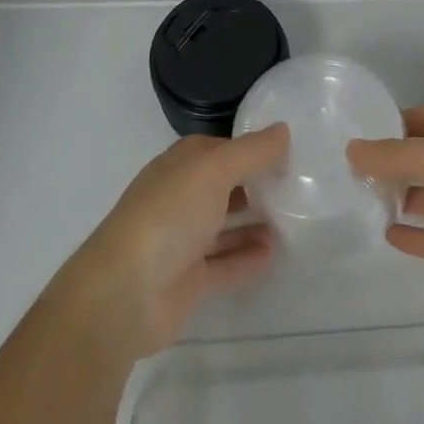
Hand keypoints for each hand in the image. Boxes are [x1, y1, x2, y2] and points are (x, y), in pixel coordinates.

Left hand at [59, 126, 289, 360]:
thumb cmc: (169, 215)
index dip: (250, 148)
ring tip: (294, 220)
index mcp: (179, 167)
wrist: (125, 292)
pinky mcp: (188, 280)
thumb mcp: (214, 170)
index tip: (288, 152)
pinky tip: (275, 253)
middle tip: (298, 187)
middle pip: (223, 187)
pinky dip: (247, 258)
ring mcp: (182, 241)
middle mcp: (180, 199)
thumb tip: (283, 130)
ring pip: (224, 226)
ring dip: (255, 223)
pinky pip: (225, 264)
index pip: (219, 149)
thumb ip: (252, 151)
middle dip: (256, 186)